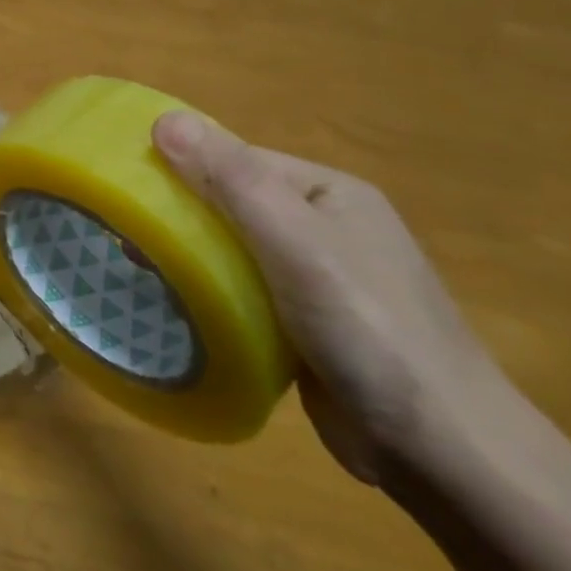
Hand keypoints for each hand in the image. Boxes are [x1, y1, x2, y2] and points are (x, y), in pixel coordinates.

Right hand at [153, 111, 503, 482]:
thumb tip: (164, 120)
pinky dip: (210, 294)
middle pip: (231, 203)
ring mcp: (317, 279)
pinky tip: (181, 308)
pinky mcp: (304, 326)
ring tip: (143, 272)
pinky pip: (242, 292)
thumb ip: (230, 179)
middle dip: (181, 216)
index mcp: (329, 192)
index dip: (182, 167)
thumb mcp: (294, 242)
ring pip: (232, 250)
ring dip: (191, 257)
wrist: (442, 451)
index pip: (237, 160)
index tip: (129, 190)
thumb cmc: (368, 328)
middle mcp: (324, 227)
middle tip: (130, 241)